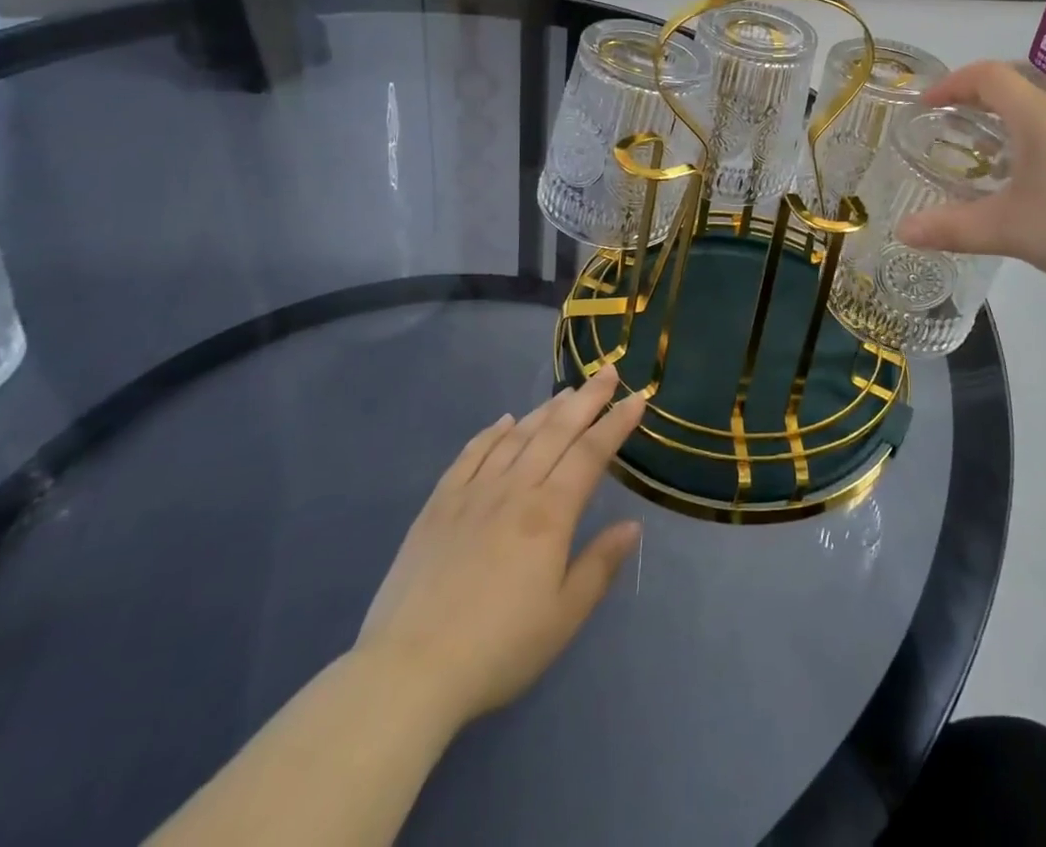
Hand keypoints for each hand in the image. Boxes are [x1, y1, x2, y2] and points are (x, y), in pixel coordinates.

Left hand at [355, 364, 645, 729]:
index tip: (637, 398)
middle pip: (556, 432)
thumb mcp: (563, 618)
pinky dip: (491, 433)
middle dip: (586, 400)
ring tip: (566, 392)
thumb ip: (599, 566)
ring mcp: (472, 493)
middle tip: (607, 373)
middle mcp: (514, 489)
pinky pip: (470, 454)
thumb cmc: (498, 649)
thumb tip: (632, 526)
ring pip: (516, 437)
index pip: (591, 454)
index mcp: (549, 514)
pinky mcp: (438, 505)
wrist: (408, 671)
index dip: (616, 424)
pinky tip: (504, 421)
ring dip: (545, 410)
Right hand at [895, 60, 1045, 298]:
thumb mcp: (1005, 228)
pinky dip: (1025, 142)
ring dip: (1002, 123)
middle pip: (1013, 88)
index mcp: (1036, 117)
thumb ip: (951, 228)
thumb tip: (902, 232)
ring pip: (1036, 113)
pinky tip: (1021, 180)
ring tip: (979, 154)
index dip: (952, 83)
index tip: (926, 105)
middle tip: (946, 126)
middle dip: (974, 101)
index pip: (988, 76)